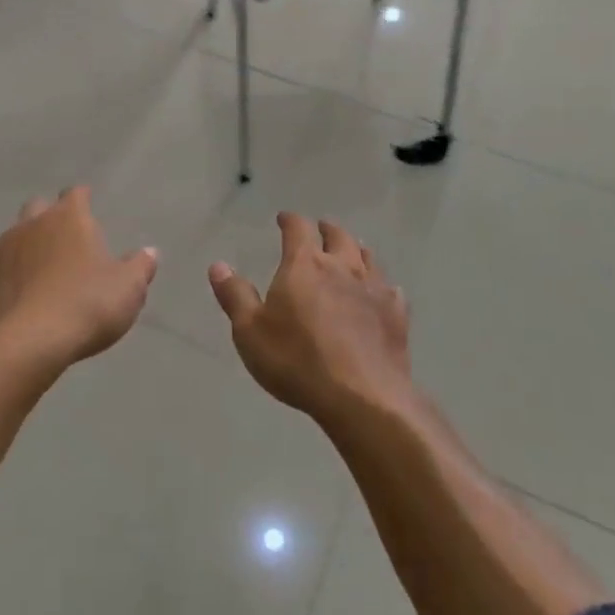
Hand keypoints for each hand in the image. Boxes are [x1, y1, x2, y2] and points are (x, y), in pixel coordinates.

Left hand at [0, 188, 158, 371]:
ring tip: (38, 267)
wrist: (25, 344)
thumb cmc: (86, 306)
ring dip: (24, 246)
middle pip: (38, 207)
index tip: (88, 205)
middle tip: (64, 238)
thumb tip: (150, 252)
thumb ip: (140, 266)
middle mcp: (31, 225)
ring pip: (12, 236)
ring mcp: (1, 251)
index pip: (76, 194)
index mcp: (69, 219)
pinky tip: (11, 291)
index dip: (83, 199)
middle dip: (49, 217)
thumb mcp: (128, 289)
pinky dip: (1, 275)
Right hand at [208, 213, 412, 422]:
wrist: (361, 396)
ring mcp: (374, 289)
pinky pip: (390, 289)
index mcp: (305, 265)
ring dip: (356, 250)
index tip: (284, 218)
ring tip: (351, 251)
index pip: (298, 229)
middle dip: (326, 229)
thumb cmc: (297, 360)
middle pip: (338, 236)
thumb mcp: (250, 331)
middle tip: (320, 229)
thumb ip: (235, 296)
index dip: (290, 220)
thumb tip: (218, 265)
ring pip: (367, 257)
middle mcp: (342, 267)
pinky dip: (381, 284)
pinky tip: (381, 292)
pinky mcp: (396, 315)